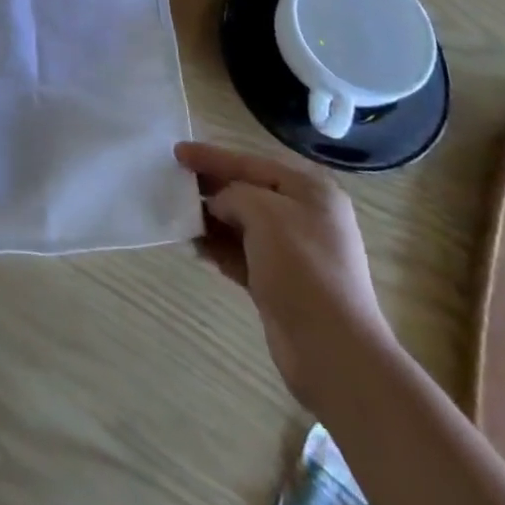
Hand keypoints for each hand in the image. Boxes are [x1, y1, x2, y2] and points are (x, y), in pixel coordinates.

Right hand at [174, 141, 394, 413]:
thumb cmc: (302, 269)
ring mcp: (292, 252)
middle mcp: (304, 216)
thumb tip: (217, 205)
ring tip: (175, 214)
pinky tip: (192, 245)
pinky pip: (240, 253)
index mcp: (310, 191)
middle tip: (172, 181)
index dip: (212, 156)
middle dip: (210, 187)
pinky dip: (217, 247)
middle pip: (245, 191)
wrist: (332, 352)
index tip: (177, 152)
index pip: (251, 163)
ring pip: (240, 223)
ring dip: (209, 219)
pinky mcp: (278, 282)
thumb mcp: (263, 212)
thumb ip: (232, 194)